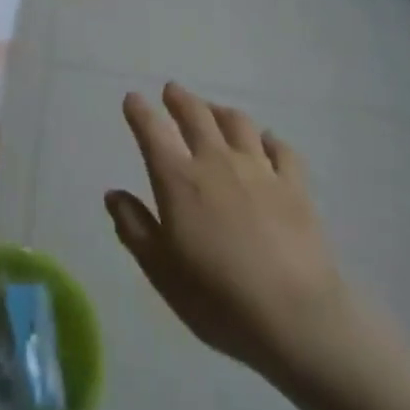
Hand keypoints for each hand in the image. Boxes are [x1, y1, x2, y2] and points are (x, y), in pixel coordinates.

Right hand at [106, 83, 350, 379]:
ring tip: (213, 110)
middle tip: (172, 90)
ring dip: (220, 111)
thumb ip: (135, 228)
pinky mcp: (295, 185)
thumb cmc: (218, 299)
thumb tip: (113, 194)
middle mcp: (216, 162)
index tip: (133, 98)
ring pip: (237, 123)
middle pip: (196, 115)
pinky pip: (280, 149)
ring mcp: (259, 170)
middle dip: (180, 99)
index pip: (152, 131)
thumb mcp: (161, 271)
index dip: (140, 112)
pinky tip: (266, 141)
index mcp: (178, 180)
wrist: (296, 318)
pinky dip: (268, 139)